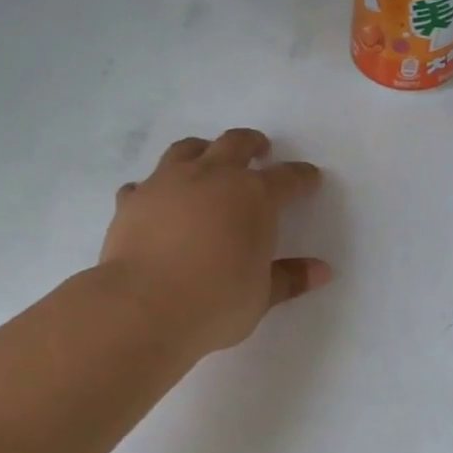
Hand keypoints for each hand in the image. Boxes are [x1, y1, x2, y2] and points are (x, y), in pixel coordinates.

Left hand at [98, 128, 330, 356]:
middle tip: (259, 150)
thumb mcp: (261, 296)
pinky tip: (157, 201)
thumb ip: (289, 278)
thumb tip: (321, 271)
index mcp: (254, 197)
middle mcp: (212, 177)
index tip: (309, 179)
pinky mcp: (132, 200)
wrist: (144, 308)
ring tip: (207, 161)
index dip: (302, 178)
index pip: (287, 178)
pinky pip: (145, 184)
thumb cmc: (216, 303)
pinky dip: (155, 188)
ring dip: (203, 151)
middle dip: (252, 144)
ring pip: (188, 149)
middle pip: (236, 144)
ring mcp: (167, 183)